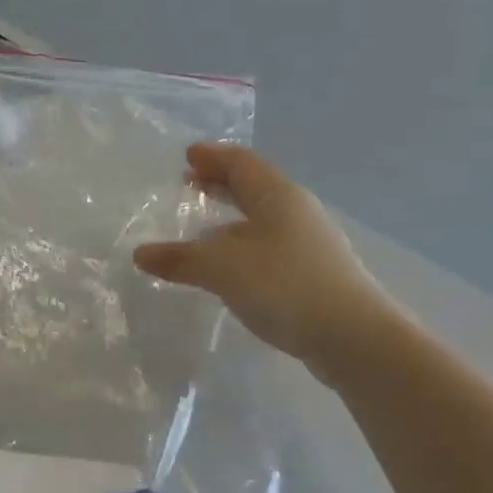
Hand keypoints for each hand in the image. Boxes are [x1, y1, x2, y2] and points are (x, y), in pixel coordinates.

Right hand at [134, 143, 397, 377]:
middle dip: (220, 183)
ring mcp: (307, 244)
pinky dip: (241, 246)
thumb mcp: (221, 268)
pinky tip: (227, 268)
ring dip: (230, 219)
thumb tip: (140, 254)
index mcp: (277, 196)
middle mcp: (295, 212)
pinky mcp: (310, 274)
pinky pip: (266, 247)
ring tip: (202, 228)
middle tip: (190, 183)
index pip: (241, 162)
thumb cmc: (284, 285)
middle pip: (253, 187)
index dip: (213, 156)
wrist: (352, 337)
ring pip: (260, 220)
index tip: (187, 155)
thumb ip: (180, 258)